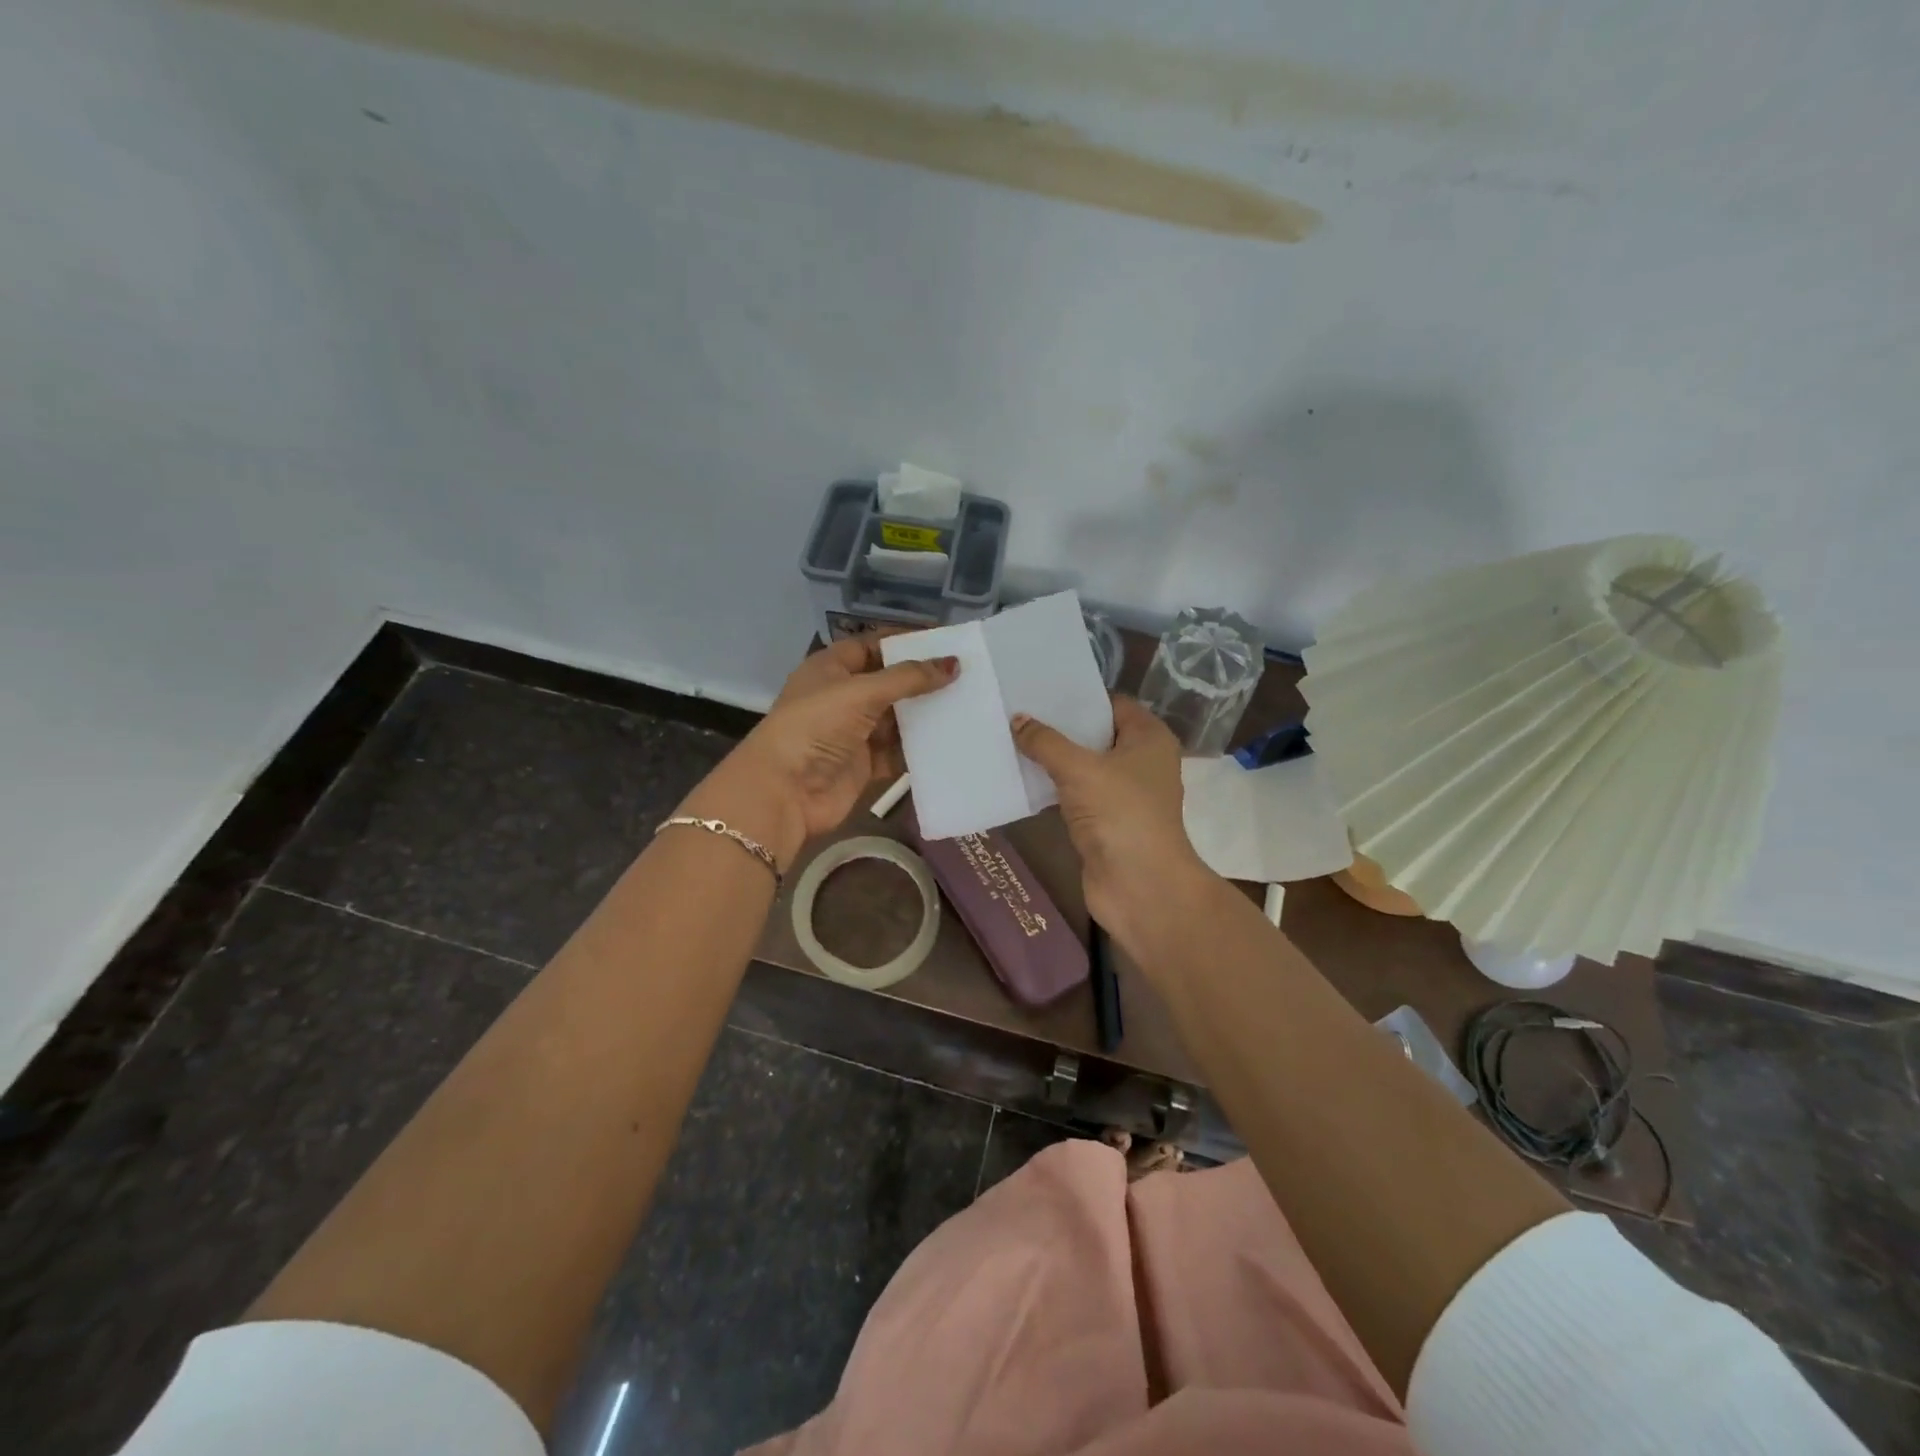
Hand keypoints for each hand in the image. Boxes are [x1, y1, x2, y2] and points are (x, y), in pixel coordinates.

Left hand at [679, 637, 957, 869]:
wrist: (785, 792)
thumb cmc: (816, 726)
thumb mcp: (861, 692)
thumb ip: (909, 678)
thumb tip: (954, 664)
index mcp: (831, 668)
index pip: (873, 645)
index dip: (906, 642)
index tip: (946, 642)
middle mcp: (843, 697)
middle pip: (890, 682)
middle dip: (924, 680)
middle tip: (968, 674)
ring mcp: (854, 733)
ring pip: (898, 719)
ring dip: (927, 714)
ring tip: (970, 704)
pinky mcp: (865, 765)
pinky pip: (899, 752)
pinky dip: (921, 748)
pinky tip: (953, 740)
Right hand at [1011, 697, 1212, 941]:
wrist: (1140, 886)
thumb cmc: (1120, 813)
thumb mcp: (1079, 769)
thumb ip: (1046, 742)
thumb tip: (1018, 719)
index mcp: (1149, 738)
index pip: (1113, 704)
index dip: (1079, 698)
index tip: (1040, 692)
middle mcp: (1142, 762)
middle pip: (1097, 735)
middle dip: (1060, 728)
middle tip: (1018, 713)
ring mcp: (1125, 795)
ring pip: (1084, 767)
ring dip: (1054, 760)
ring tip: (1012, 740)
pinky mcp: (1106, 822)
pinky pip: (1076, 795)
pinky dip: (1054, 788)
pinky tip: (1023, 779)